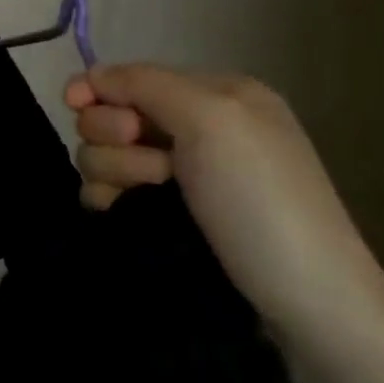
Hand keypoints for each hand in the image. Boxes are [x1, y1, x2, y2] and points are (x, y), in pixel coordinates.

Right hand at [65, 65, 383, 337]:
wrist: (306, 306)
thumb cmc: (262, 201)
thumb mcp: (212, 118)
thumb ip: (145, 83)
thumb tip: (90, 76)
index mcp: (213, 94)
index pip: (129, 76)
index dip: (99, 88)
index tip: (76, 104)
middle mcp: (192, 129)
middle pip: (110, 114)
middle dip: (114, 136)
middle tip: (155, 167)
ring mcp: (176, 176)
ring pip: (102, 154)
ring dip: (114, 172)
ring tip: (150, 197)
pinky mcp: (160, 217)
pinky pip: (106, 191)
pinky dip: (107, 198)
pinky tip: (123, 213)